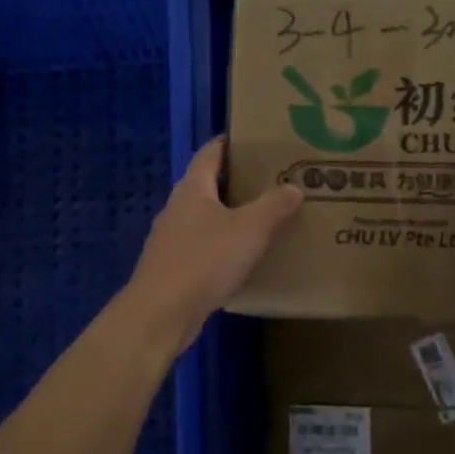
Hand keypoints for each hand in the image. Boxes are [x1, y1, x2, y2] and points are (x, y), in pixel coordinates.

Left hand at [119, 137, 303, 353]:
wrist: (161, 312)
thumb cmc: (204, 260)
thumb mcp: (249, 230)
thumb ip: (273, 206)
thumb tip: (293, 187)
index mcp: (193, 188)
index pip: (210, 152)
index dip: (231, 143)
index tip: (257, 141)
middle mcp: (177, 207)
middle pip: (207, 183)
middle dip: (237, 181)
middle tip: (272, 181)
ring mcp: (171, 238)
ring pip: (205, 216)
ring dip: (230, 215)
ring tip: (263, 218)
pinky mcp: (172, 266)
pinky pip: (202, 245)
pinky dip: (222, 244)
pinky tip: (242, 257)